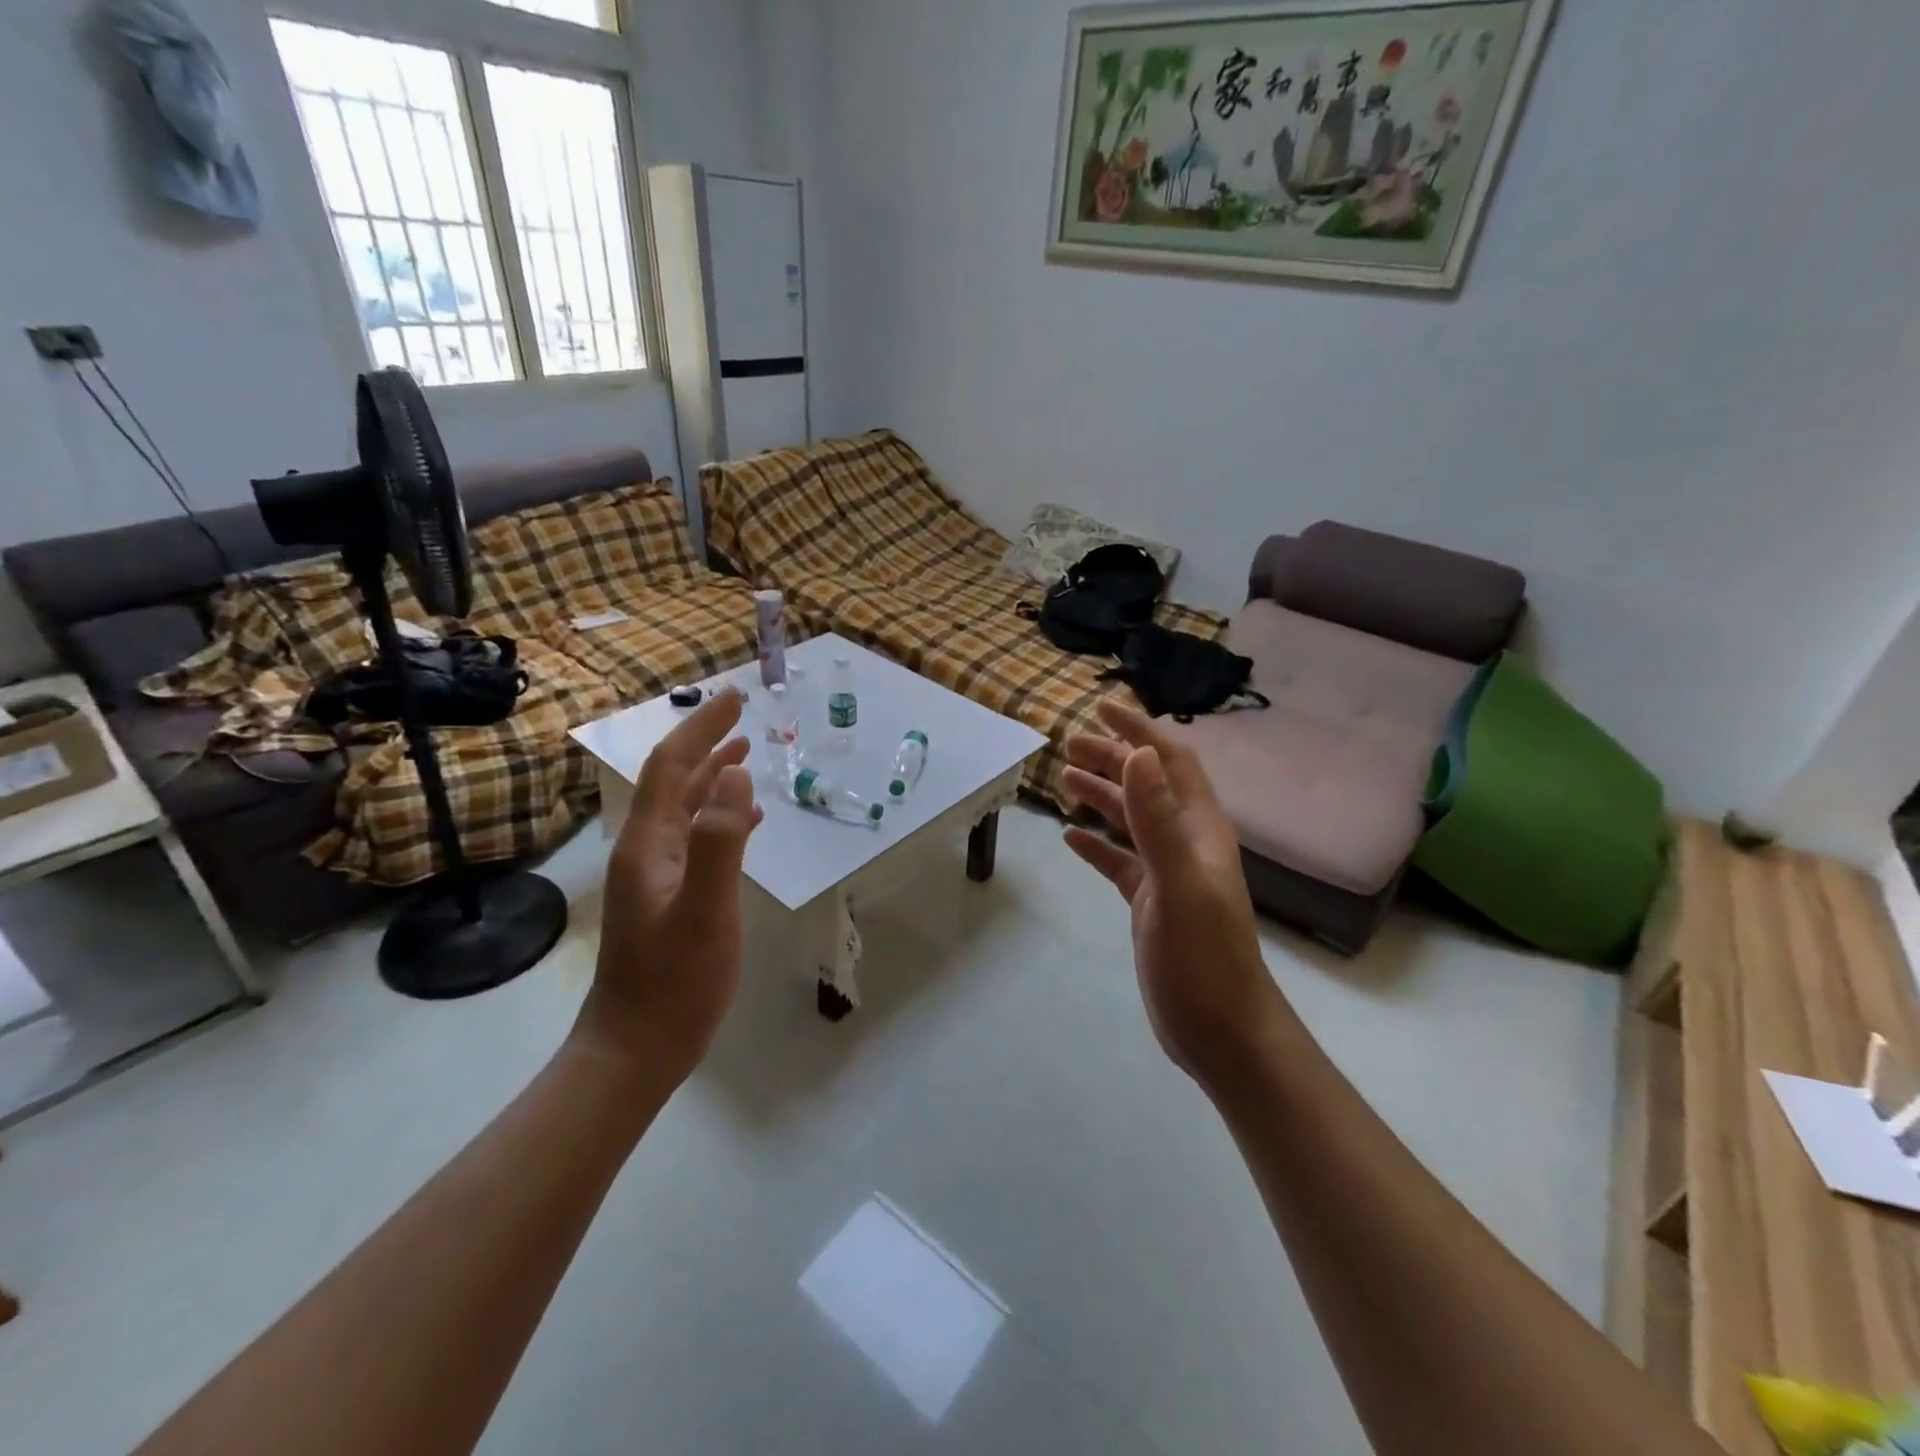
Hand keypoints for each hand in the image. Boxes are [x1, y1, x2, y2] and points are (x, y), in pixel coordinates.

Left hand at [574, 689, 763, 1088]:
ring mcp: (655, 873)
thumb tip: (735, 773)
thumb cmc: (675, 979)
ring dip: (714, 776)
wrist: (636, 1047)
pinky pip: (696, 837)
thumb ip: (720, 839)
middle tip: (744, 714)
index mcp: (649, 841)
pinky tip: (748, 821)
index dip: (702, 727)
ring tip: (746, 752)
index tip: (735, 698)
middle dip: (707, 741)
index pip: (673, 765)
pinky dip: (721, 816)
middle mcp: (646, 847)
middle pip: (675, 779)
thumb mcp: (705, 907)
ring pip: (685, 807)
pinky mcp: (669, 895)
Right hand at [1063, 703, 1286, 1089]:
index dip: (1140, 732)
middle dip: (1111, 759)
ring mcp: (1168, 874)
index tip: (1102, 708)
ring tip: (1063, 780)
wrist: (1221, 1030)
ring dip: (1101, 796)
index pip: (1170, 763)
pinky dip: (1096, 846)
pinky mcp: (1151, 904)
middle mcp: (1186, 843)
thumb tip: (1138, 754)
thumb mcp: (1179, 883)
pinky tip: (1071, 838)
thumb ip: (1158, 819)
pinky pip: (1119, 862)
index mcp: (1199, 830)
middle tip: (1067, 745)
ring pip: (1131, 821)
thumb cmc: (1204, 956)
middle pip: (1146, 787)